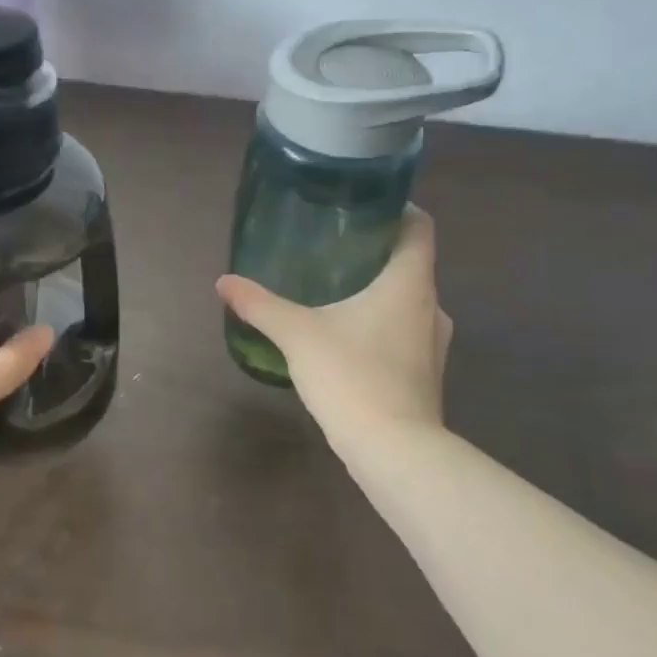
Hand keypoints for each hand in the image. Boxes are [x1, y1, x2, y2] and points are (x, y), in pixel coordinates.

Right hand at [216, 206, 452, 449]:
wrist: (394, 451)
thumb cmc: (352, 376)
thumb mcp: (297, 334)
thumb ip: (260, 304)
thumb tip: (224, 282)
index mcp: (409, 284)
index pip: (419, 227)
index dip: (397, 209)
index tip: (364, 205)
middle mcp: (430, 307)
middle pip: (411, 264)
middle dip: (376, 252)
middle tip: (334, 246)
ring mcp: (433, 344)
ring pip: (408, 301)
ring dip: (379, 291)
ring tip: (335, 289)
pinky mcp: (425, 374)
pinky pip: (404, 332)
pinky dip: (380, 323)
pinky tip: (346, 335)